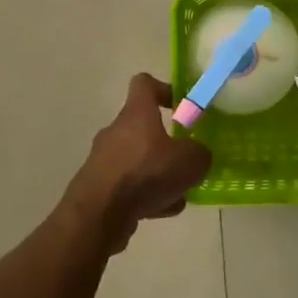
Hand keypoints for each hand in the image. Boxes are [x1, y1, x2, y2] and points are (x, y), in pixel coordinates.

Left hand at [66, 75, 212, 246]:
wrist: (99, 214)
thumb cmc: (146, 174)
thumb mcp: (190, 161)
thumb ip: (200, 154)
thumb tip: (198, 155)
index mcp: (136, 113)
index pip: (144, 84)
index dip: (164, 89)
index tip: (181, 105)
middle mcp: (116, 131)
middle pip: (143, 127)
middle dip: (166, 143)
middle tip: (186, 159)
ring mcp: (104, 159)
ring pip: (138, 160)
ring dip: (158, 173)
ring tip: (179, 193)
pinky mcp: (98, 186)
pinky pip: (128, 185)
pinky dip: (145, 194)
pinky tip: (162, 210)